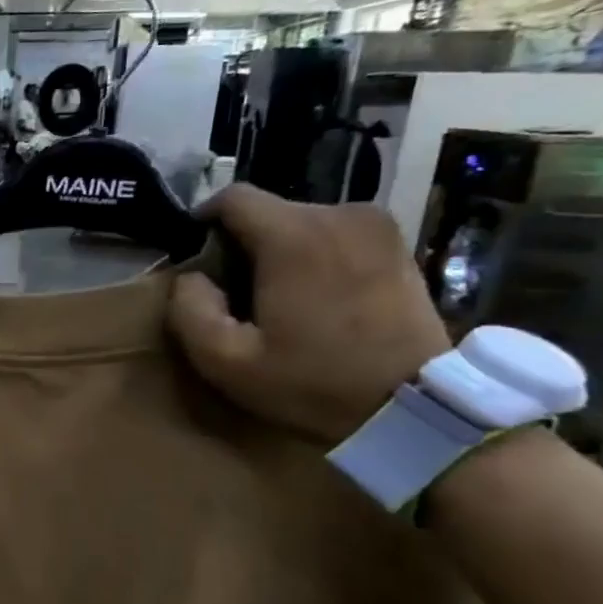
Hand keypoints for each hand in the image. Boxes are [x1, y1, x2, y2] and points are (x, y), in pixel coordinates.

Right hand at [167, 184, 450, 445]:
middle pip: (269, 210)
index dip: (204, 220)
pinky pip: (336, 233)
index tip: (197, 255)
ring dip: (280, 249)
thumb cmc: (312, 383)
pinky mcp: (397, 243)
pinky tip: (317, 295)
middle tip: (236, 290)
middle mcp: (338, 214)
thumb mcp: (226, 361)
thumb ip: (189, 310)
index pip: (233, 197)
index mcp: (294, 236)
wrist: (413, 406)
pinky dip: (316, 254)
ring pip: (302, 221)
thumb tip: (191, 277)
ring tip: (278, 295)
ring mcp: (376, 225)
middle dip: (244, 242)